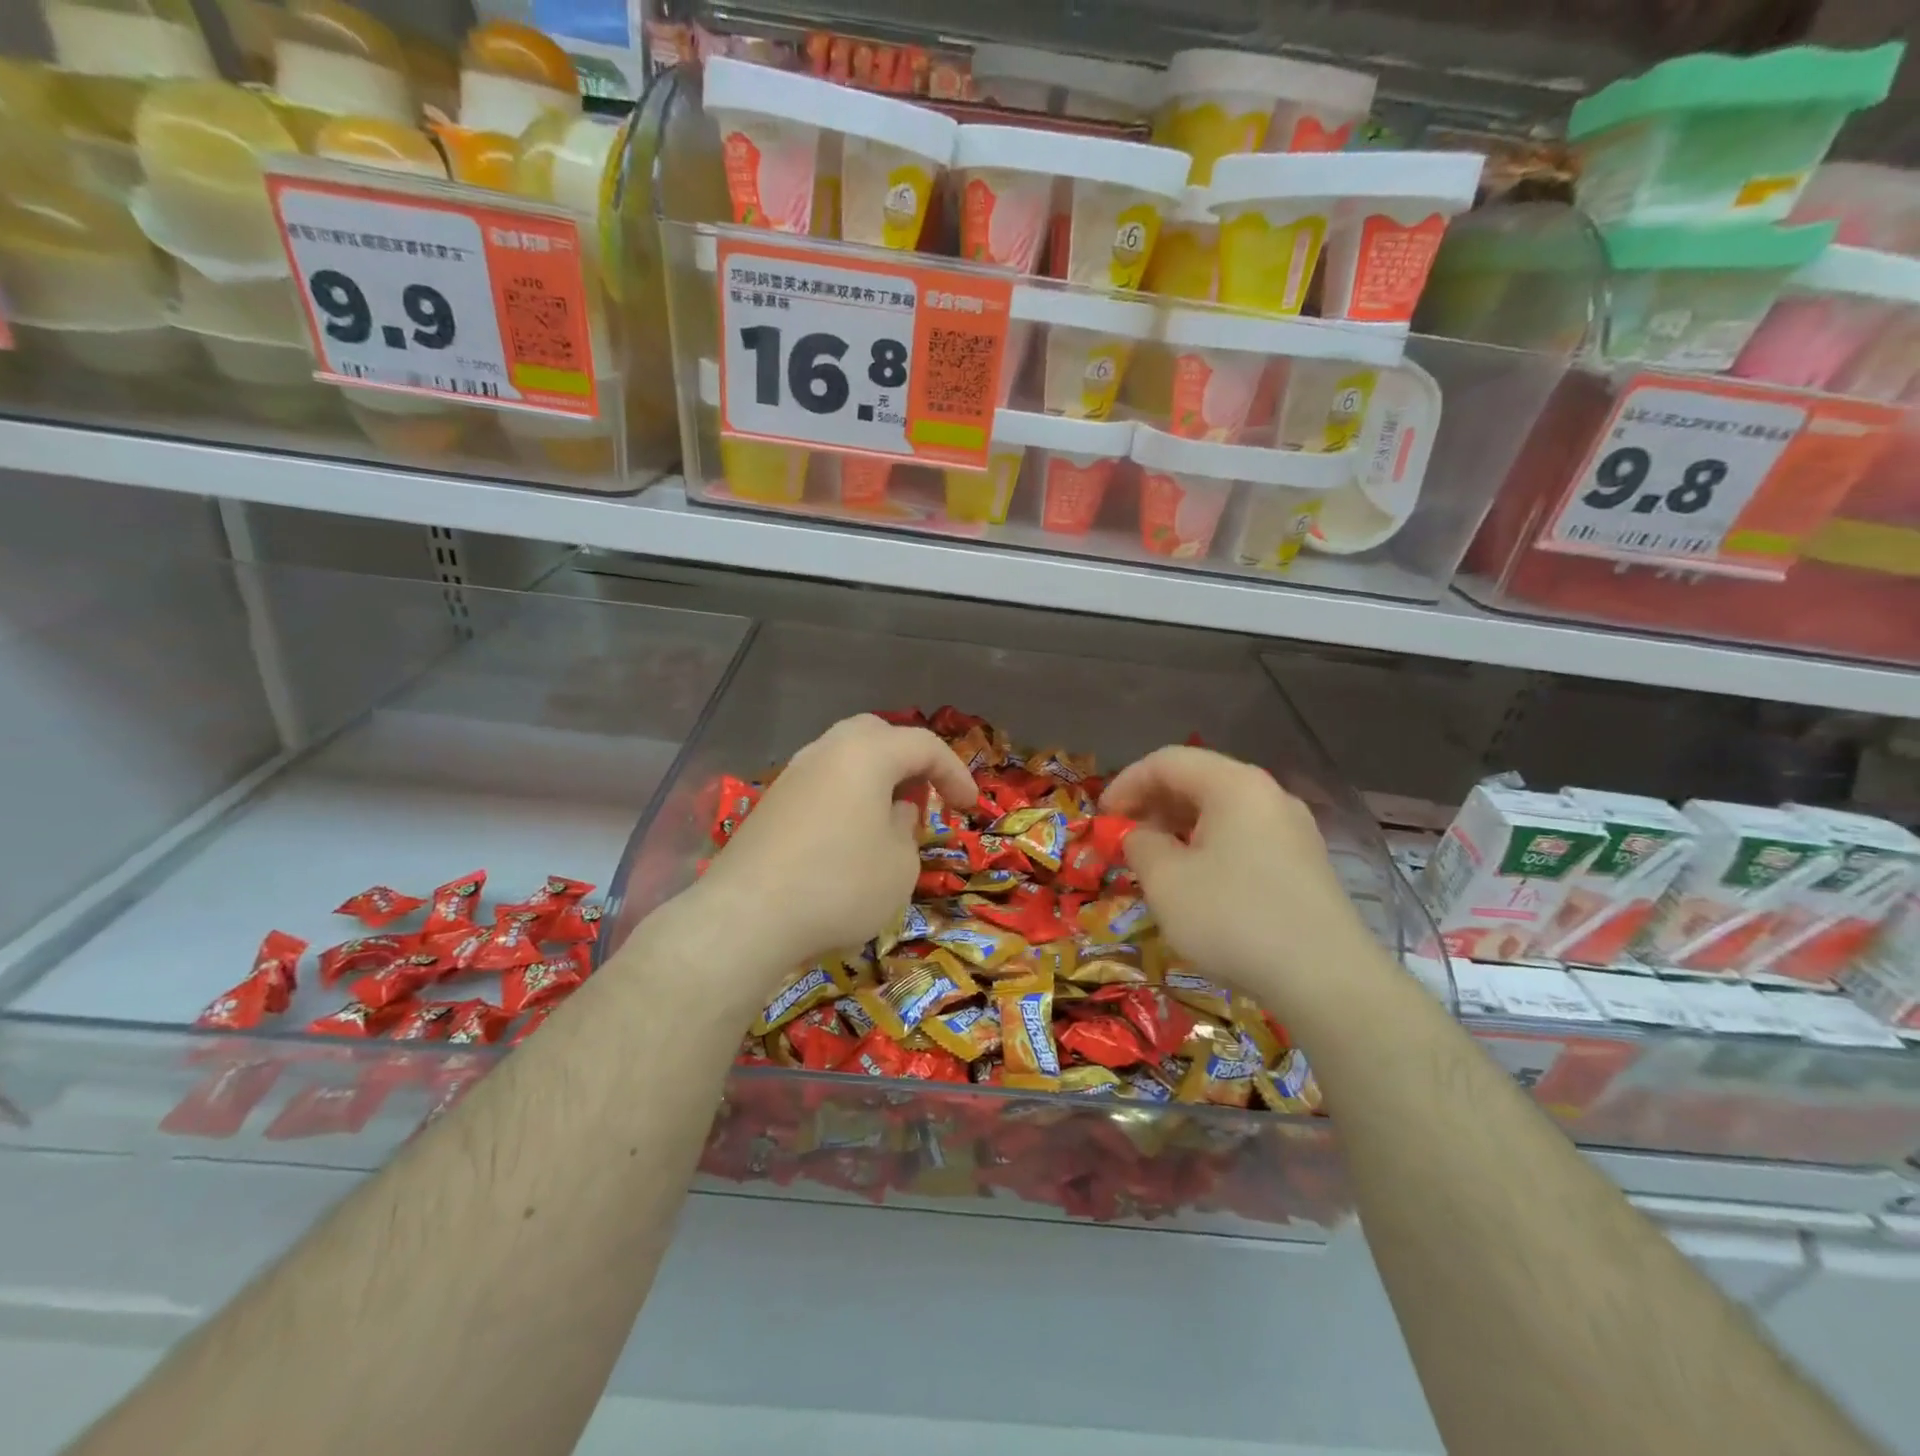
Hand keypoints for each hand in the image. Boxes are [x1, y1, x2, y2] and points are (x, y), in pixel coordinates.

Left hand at [696, 715, 977, 986]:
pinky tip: (850, 838)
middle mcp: (826, 750)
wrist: (747, 918)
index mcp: (866, 753)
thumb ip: (908, 828)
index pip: (924, 745)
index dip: (955, 773)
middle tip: (925, 796)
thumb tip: (895, 811)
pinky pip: (822, 785)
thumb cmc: (840, 885)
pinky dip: (847, 798)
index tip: (970, 807)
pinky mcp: (771, 804)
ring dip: (875, 780)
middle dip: (909, 761)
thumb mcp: (899, 864)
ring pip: (845, 758)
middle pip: (878, 736)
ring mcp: (793, 775)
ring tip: (890, 820)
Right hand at [1102, 745, 1375, 1012]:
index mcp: (1234, 785)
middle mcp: (1268, 795)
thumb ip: (1140, 844)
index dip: (1126, 784)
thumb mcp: (1166, 880)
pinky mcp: (1304, 864)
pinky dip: (1208, 848)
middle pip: (1198, 781)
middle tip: (1124, 840)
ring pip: (1221, 812)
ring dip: (1179, 829)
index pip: (1167, 761)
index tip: (1101, 819)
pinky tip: (1197, 884)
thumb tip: (1139, 835)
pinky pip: (1244, 838)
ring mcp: (1292, 829)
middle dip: (1152, 805)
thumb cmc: (1233, 918)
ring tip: (1155, 863)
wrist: (1326, 980)